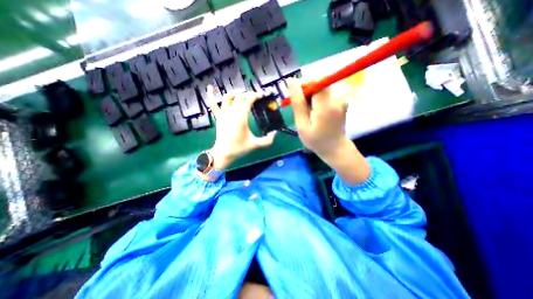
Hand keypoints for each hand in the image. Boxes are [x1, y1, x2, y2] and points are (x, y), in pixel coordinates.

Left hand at [207, 87, 276, 169]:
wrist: (224, 153)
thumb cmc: (239, 148)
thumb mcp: (255, 145)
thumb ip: (267, 140)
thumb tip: (275, 133)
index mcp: (241, 119)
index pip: (248, 101)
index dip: (255, 95)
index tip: (261, 95)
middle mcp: (231, 113)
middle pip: (239, 97)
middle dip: (248, 94)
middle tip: (254, 96)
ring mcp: (223, 114)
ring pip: (227, 97)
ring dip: (235, 93)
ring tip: (241, 93)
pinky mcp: (218, 117)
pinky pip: (213, 104)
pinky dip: (211, 95)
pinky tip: (210, 87)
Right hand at [287, 78, 371, 182]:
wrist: (335, 148)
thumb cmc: (316, 140)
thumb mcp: (302, 125)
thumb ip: (298, 103)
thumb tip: (292, 82)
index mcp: (326, 106)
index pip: (316, 82)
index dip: (304, 84)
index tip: (295, 94)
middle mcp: (337, 99)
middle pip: (319, 84)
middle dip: (307, 91)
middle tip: (300, 107)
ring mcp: (342, 99)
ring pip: (322, 88)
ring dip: (311, 96)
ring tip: (307, 112)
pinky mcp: (342, 101)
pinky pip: (326, 93)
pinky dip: (318, 99)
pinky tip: (315, 112)